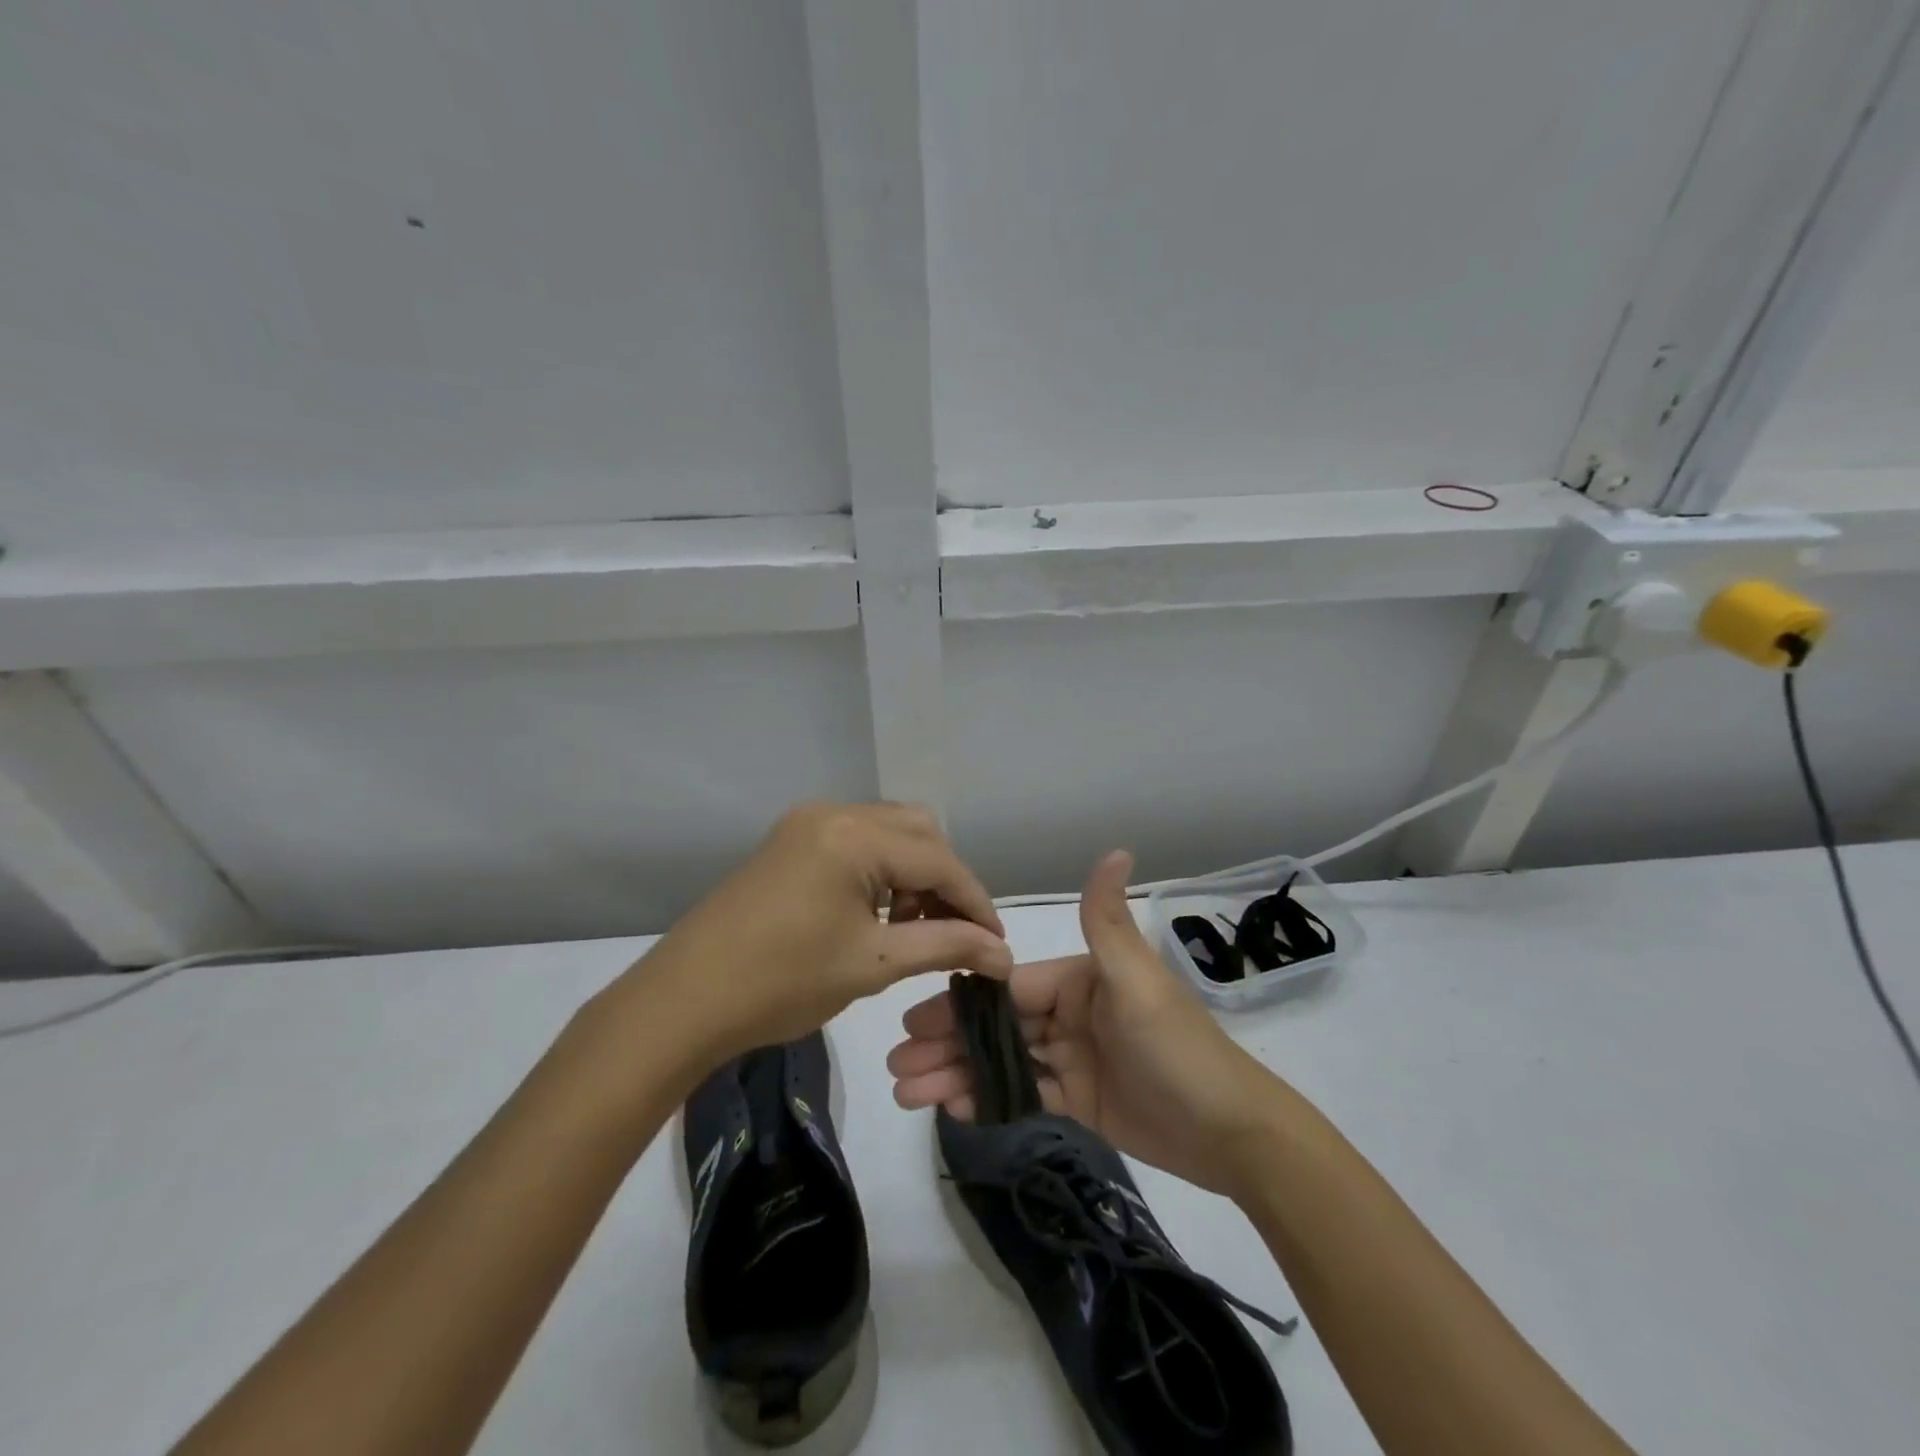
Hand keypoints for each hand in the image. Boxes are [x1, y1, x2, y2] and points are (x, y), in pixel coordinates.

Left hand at [610, 802, 1012, 1068]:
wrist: (683, 1001)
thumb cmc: (781, 983)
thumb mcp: (873, 963)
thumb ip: (946, 945)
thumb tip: (1003, 954)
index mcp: (854, 835)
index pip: (939, 859)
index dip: (974, 902)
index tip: (997, 945)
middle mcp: (833, 812)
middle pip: (918, 831)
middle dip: (944, 880)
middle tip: (953, 933)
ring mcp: (807, 823)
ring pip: (888, 833)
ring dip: (912, 874)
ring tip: (913, 929)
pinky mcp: (790, 841)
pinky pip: (856, 843)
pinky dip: (879, 873)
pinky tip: (877, 915)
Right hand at [887, 849, 1278, 1194]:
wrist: (1234, 1135)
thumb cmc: (1179, 1050)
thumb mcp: (1138, 983)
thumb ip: (1107, 922)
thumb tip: (1117, 847)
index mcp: (1079, 979)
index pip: (1007, 986)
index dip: (960, 1002)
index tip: (912, 1019)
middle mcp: (1071, 1011)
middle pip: (996, 1025)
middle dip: (947, 1042)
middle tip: (896, 1065)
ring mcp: (1073, 1057)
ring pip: (1003, 1061)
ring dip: (956, 1074)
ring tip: (907, 1094)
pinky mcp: (1079, 1099)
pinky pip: (1024, 1095)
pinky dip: (987, 1100)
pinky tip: (951, 1109)